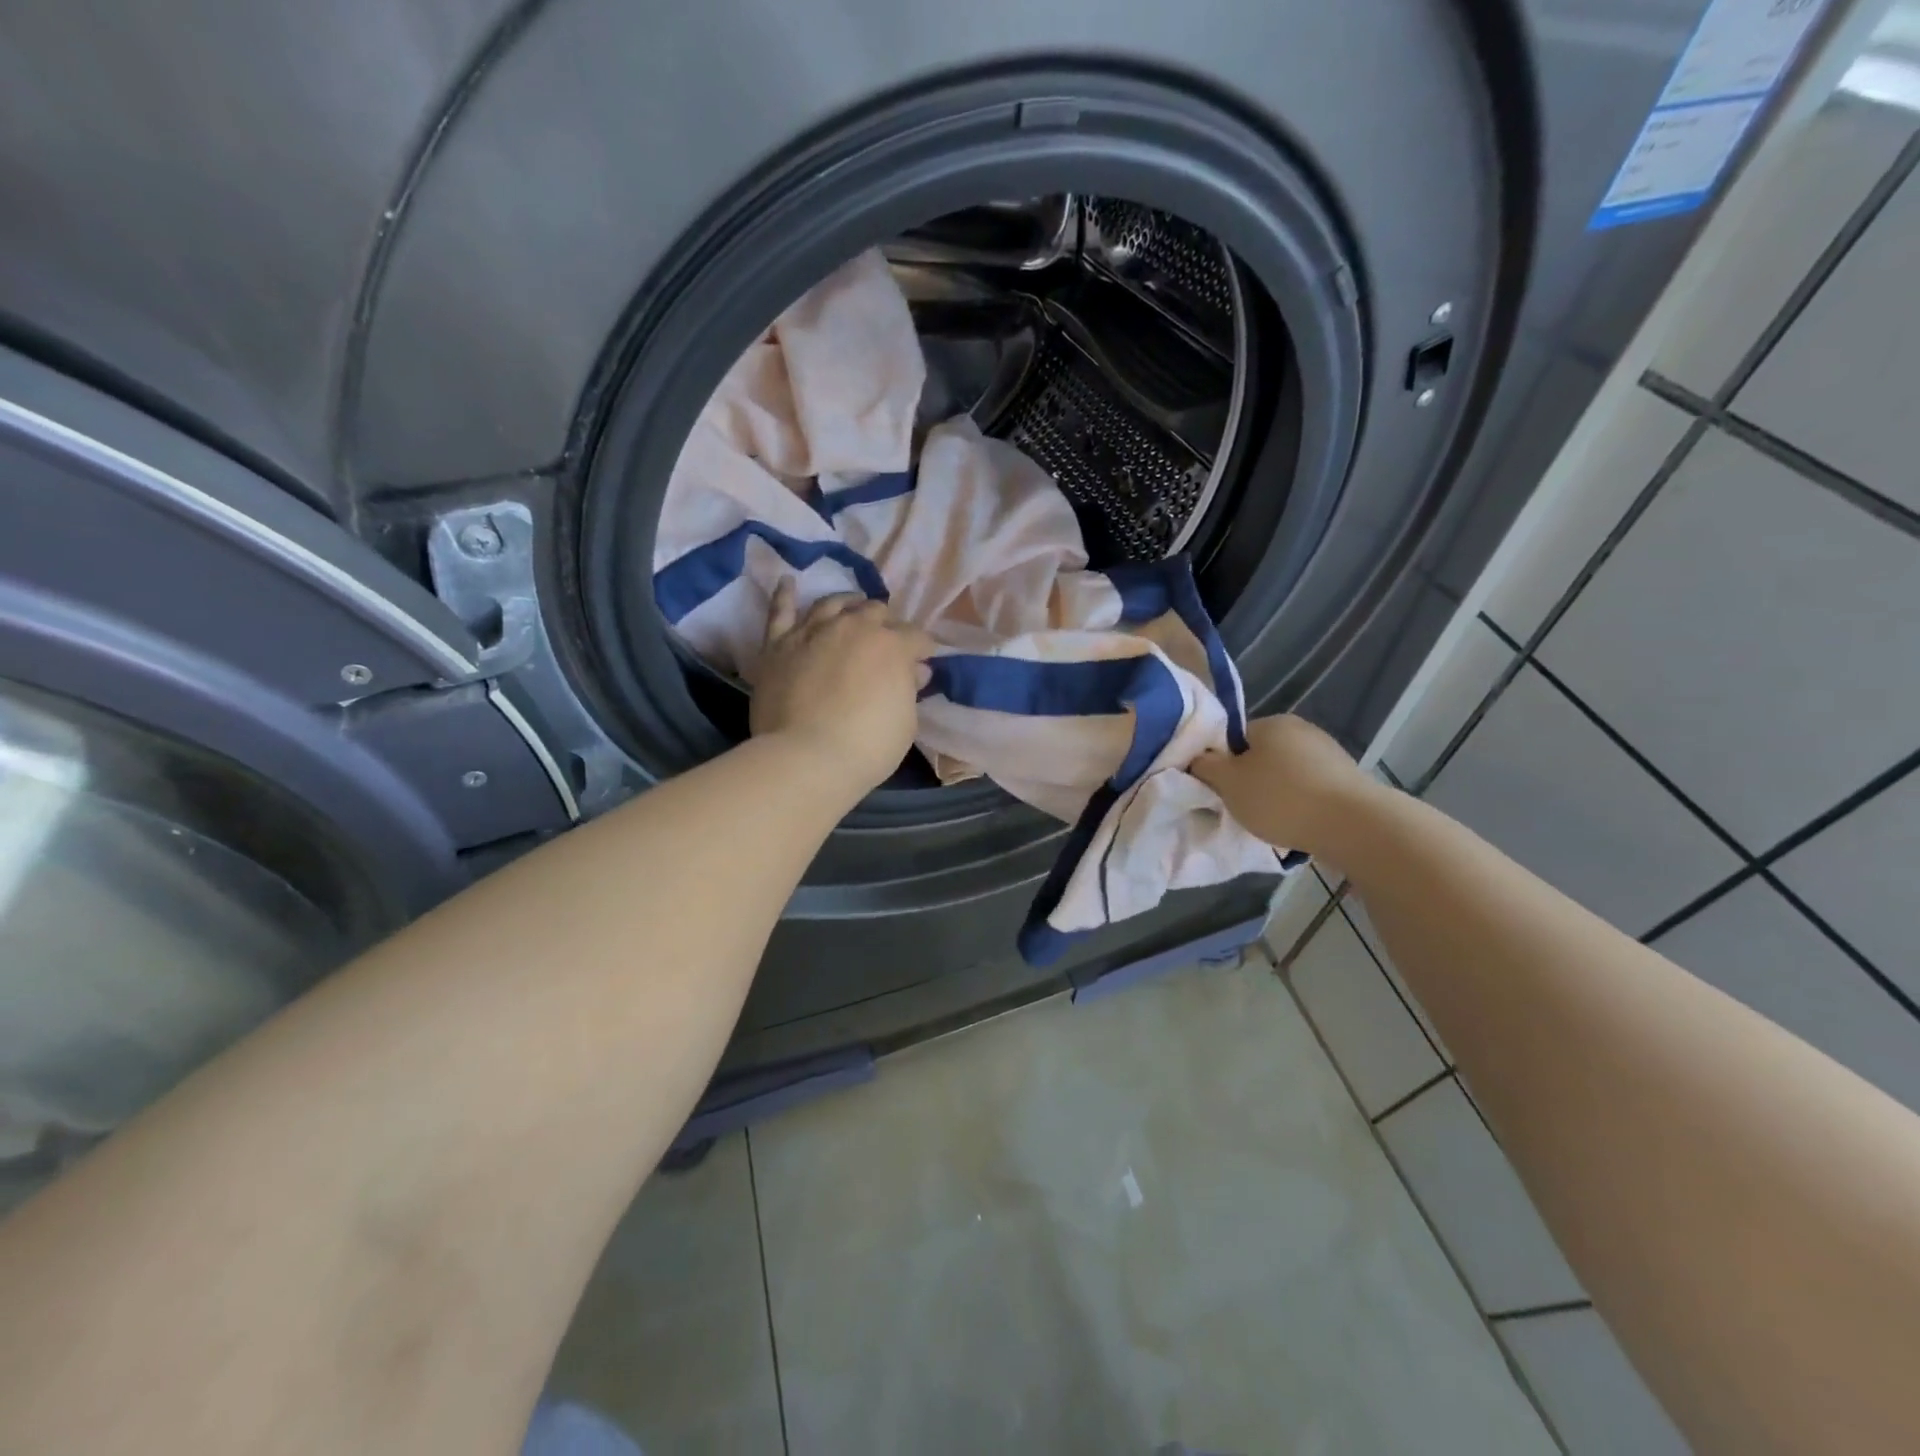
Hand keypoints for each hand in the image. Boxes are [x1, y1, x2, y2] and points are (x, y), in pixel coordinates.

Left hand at [749, 582, 934, 795]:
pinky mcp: (778, 644)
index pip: (916, 637)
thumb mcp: (906, 722)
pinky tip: (788, 582)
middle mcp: (853, 627)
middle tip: (887, 640)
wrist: (806, 758)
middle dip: (886, 624)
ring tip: (853, 606)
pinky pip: (781, 611)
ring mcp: (812, 631)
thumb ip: (908, 689)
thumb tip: (914, 671)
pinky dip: (785, 595)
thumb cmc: (868, 747)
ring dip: (848, 603)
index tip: (924, 662)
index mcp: (892, 645)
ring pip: (833, 603)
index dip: (923, 649)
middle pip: (875, 612)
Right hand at [1191, 714, 1378, 856]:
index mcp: (1270, 722)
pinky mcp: (1347, 779)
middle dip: (1249, 780)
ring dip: (1275, 794)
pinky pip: (1309, 789)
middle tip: (1241, 808)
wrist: (1354, 825)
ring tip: (1270, 822)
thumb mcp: (1228, 783)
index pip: (1233, 738)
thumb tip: (1198, 757)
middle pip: (1260, 755)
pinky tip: (1297, 824)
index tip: (1220, 790)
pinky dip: (1299, 804)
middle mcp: (1301, 729)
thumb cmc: (1281, 799)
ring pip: (1286, 773)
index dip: (1222, 764)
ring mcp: (1328, 753)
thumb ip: (1205, 766)